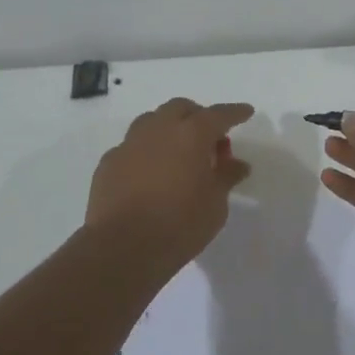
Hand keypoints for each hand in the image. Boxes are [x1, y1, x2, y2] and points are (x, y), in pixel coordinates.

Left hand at [85, 98, 253, 269]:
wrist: (122, 246)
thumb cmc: (180, 224)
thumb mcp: (215, 204)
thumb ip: (226, 177)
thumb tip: (237, 164)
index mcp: (191, 135)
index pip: (218, 114)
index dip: (235, 112)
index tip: (246, 112)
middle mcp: (159, 129)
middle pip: (181, 108)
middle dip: (198, 116)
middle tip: (209, 140)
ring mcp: (129, 144)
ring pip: (152, 121)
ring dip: (169, 129)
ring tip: (178, 153)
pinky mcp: (109, 162)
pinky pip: (132, 146)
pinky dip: (146, 152)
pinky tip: (150, 173)